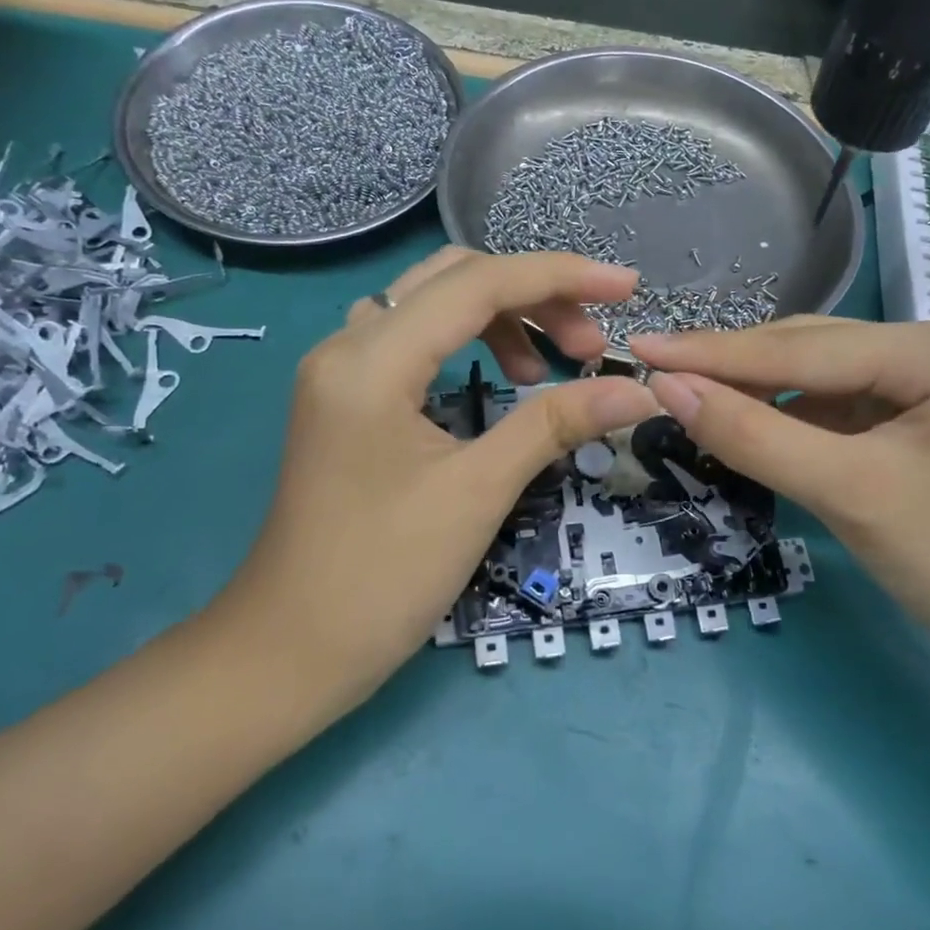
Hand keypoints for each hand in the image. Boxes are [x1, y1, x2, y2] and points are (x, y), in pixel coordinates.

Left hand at [218, 248, 659, 711]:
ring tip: (552, 368)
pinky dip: (472, 345)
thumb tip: (639, 392)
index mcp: (372, 360)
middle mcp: (349, 346)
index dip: (561, 276)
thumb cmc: (382, 575)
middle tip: (591, 345)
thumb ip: (556, 425)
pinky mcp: (349, 401)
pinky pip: (418, 343)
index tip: (627, 287)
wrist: (289, 652)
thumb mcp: (478, 492)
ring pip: (434, 307)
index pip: (478, 283)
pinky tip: (505, 381)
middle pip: (455, 280)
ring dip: (504, 319)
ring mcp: (343, 373)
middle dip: (535, 297)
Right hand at [629, 317, 929, 663]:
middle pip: (809, 353)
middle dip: (733, 368)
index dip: (715, 352)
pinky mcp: (909, 424)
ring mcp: (922, 388)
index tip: (642, 348)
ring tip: (685, 396)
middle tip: (653, 373)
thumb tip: (665, 388)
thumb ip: (754, 435)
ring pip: (816, 380)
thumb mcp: (849, 492)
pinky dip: (783, 419)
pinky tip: (743, 423)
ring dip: (753, 392)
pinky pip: (832, 410)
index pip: (804, 346)